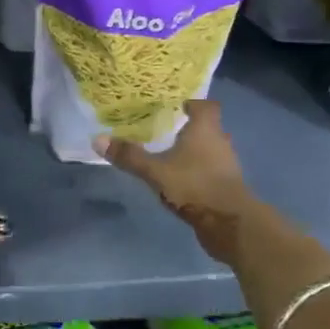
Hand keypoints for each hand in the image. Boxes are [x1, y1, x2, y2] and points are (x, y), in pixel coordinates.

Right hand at [97, 100, 256, 264]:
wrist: (231, 224)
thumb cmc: (194, 186)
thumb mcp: (155, 171)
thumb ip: (130, 156)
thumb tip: (98, 139)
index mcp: (205, 130)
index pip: (206, 106)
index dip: (193, 103)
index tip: (177, 106)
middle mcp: (220, 142)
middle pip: (208, 128)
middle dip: (190, 128)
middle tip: (167, 129)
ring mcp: (227, 166)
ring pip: (211, 151)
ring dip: (196, 152)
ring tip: (172, 155)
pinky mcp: (228, 188)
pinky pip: (212, 171)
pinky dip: (199, 172)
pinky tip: (182, 180)